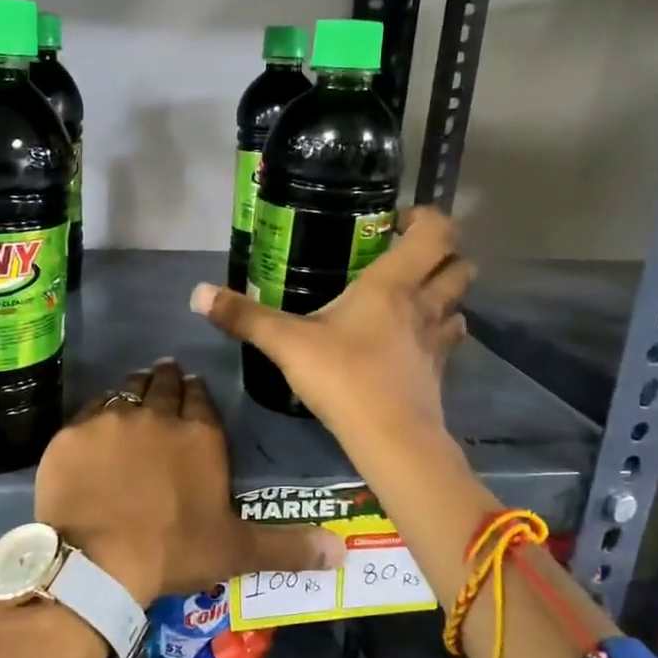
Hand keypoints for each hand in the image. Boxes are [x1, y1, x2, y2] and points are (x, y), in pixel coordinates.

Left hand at [34, 360, 343, 605]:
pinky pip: (89, 410)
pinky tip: (96, 422)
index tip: (192, 390)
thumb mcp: (236, 551)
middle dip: (167, 380)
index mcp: (200, 436)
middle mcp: (159, 416)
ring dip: (135, 389)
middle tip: (166, 379)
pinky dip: (97, 412)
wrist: (97, 561)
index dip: (197, 394)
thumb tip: (344, 551)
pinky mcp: (73, 433)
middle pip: (164, 385)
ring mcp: (112, 419)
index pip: (201, 400)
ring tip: (136, 391)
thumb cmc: (172, 551)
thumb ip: (288, 547)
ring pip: (127, 390)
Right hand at [189, 207, 473, 457]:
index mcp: (393, 284)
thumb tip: (197, 293)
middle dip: (442, 254)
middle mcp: (424, 304)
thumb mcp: (287, 343)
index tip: (396, 222)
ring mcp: (437, 340)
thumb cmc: (343, 377)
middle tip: (404, 257)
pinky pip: (449, 340)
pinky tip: (411, 342)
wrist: (391, 440)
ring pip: (460, 303)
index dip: (425, 218)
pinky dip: (439, 332)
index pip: (436, 231)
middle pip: (460, 264)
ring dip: (444, 293)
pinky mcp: (439, 372)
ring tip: (411, 297)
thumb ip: (244, 317)